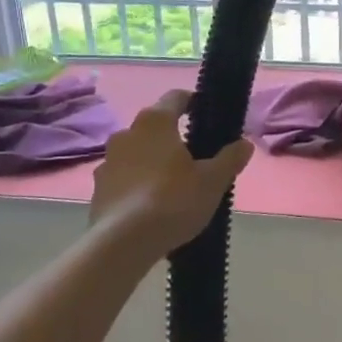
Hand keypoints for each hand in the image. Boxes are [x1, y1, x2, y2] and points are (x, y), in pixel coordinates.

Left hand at [89, 90, 254, 256]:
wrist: (122, 244)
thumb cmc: (173, 201)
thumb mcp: (213, 181)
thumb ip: (230, 158)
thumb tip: (244, 144)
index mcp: (155, 122)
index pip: (176, 97)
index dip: (194, 102)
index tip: (208, 116)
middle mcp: (126, 133)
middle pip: (156, 127)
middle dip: (174, 139)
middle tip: (197, 159)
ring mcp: (107, 162)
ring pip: (138, 153)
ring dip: (154, 162)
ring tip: (174, 187)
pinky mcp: (97, 190)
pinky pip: (124, 179)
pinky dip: (138, 185)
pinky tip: (152, 207)